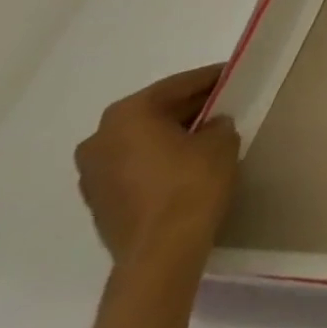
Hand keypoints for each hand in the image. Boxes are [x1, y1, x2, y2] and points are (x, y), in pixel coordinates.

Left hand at [74, 65, 240, 269]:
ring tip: (207, 134)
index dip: (210, 79)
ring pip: (140, 139)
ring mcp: (92, 173)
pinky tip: (186, 162)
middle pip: (154, 112)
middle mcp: (100, 138)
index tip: (234, 75)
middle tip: (224, 103)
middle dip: (188, 107)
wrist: (161, 252)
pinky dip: (158, 158)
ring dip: (170, 134)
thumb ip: (217, 124)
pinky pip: (133, 164)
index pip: (178, 85)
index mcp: (128, 116)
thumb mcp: (221, 141)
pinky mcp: (98, 200)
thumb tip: (210, 126)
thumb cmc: (191, 184)